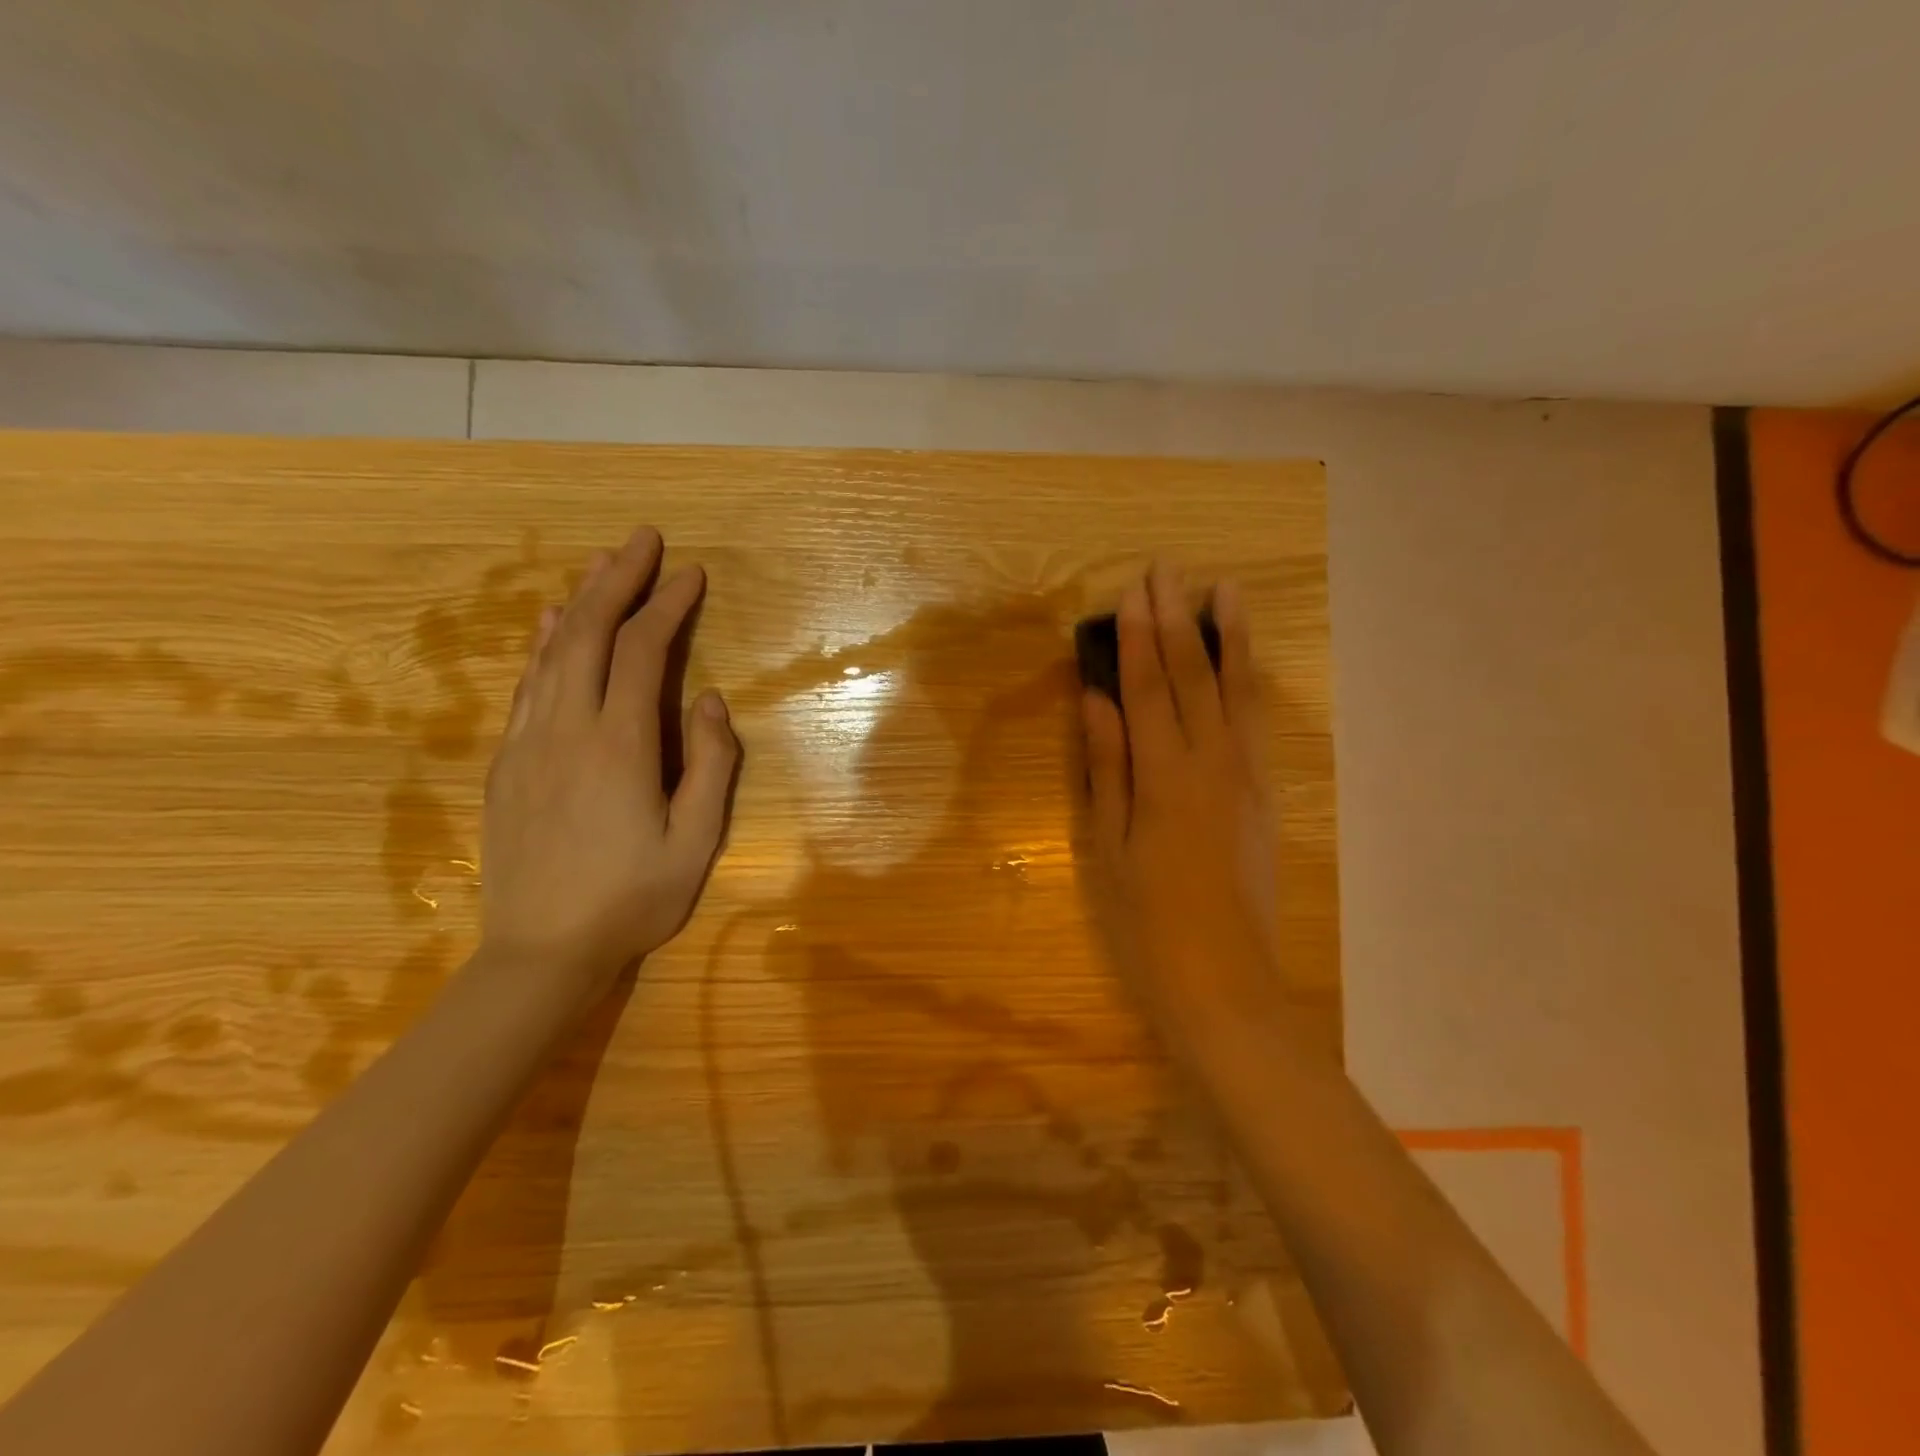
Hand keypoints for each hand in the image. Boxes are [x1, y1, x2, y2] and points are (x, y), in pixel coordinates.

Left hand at [479, 527, 738, 1004]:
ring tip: (601, 563)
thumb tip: (711, 700)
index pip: (644, 652)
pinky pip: (528, 685)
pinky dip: (545, 645)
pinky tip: (555, 624)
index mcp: (620, 746)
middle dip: (619, 580)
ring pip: (553, 652)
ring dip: (581, 601)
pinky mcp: (509, 762)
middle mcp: (568, 728)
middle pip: (591, 634)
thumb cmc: (632, 899)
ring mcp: (530, 742)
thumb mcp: (696, 842)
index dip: (668, 606)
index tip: (691, 574)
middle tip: (642, 538)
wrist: (540, 952)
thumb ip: (711, 766)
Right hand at [1080, 564, 1284, 1049]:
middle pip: (1194, 676)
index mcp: (1165, 775)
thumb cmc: (1146, 919)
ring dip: (1228, 638)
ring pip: (1238, 692)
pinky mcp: (1264, 795)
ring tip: (1225, 591)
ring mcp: (1247, 777)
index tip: (1133, 591)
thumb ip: (1105, 766)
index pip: (1149, 687)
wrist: (1224, 980)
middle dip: (1179, 620)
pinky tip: (1243, 663)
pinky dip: (1248, 683)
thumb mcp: (1107, 845)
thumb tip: (1096, 699)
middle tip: (1168, 570)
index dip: (1139, 637)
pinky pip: (1256, 723)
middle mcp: (1213, 762)